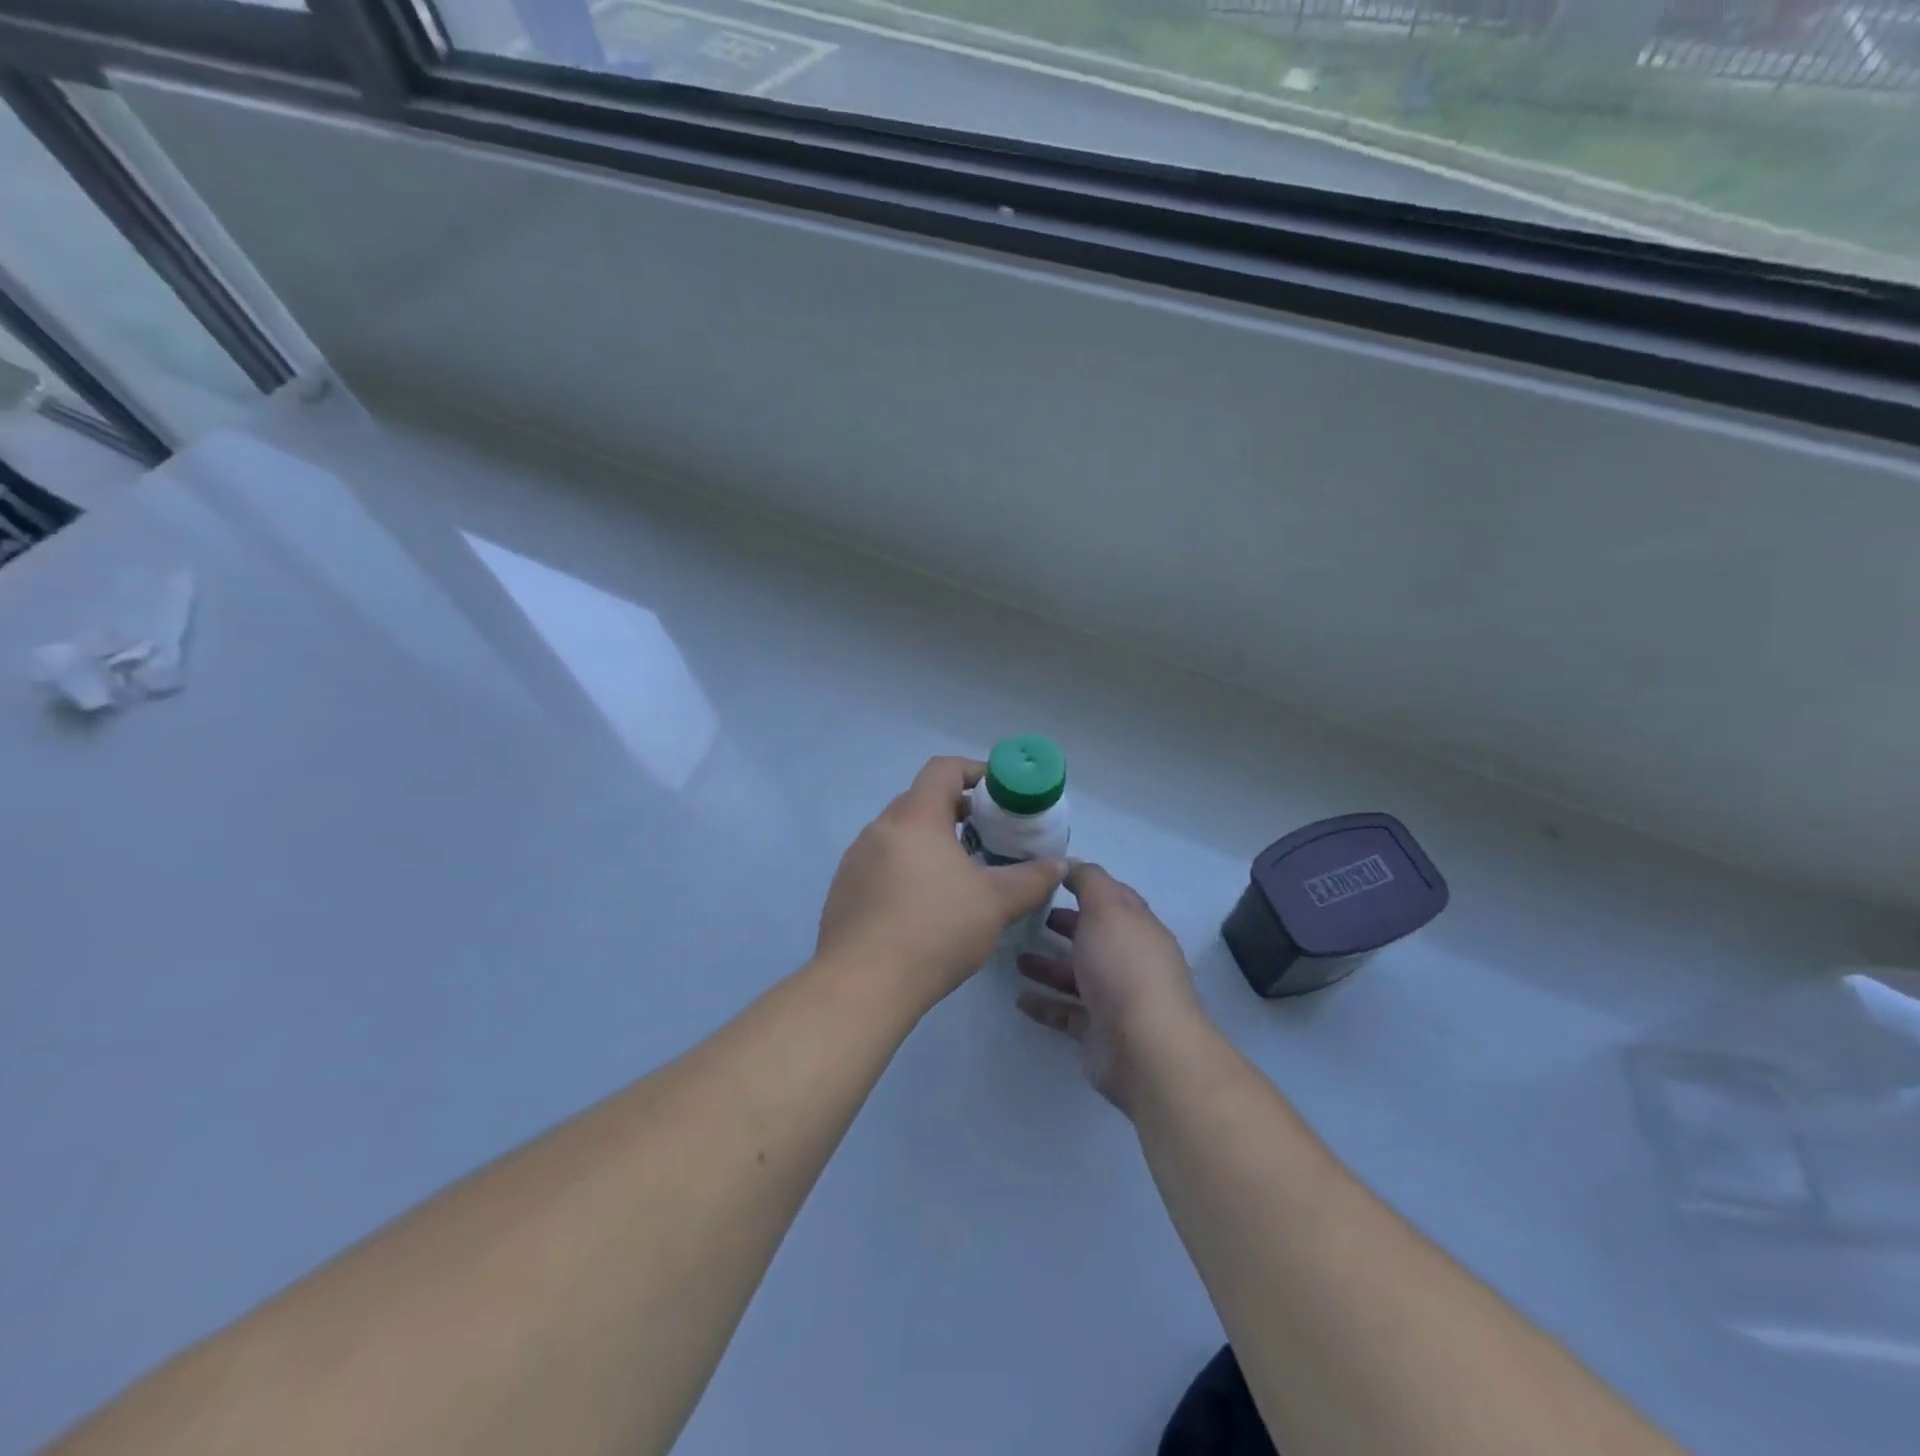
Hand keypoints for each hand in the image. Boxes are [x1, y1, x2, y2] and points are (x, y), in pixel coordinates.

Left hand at [818, 756, 1065, 1012]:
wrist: (863, 985)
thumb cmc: (935, 930)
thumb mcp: (996, 903)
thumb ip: (1032, 879)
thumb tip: (1058, 865)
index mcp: (915, 818)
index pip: (943, 769)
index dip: (976, 772)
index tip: (1001, 794)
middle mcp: (880, 829)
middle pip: (921, 801)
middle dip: (958, 812)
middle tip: (989, 836)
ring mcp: (856, 860)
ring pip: (901, 835)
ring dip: (932, 843)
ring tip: (961, 874)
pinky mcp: (844, 890)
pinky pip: (882, 864)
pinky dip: (908, 869)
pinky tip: (926, 906)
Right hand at [1016, 862, 1207, 1110]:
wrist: (1144, 1047)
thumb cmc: (1124, 966)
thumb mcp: (1107, 907)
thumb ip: (1089, 881)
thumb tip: (1072, 864)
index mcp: (1137, 927)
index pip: (1113, 898)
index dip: (1085, 885)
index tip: (1050, 878)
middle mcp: (1129, 960)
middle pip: (1093, 937)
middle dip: (1065, 925)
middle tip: (1028, 917)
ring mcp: (1115, 998)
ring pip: (1077, 975)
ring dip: (1048, 965)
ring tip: (1015, 959)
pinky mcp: (1098, 1032)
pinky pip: (1066, 1012)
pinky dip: (1045, 1004)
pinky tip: (1019, 998)